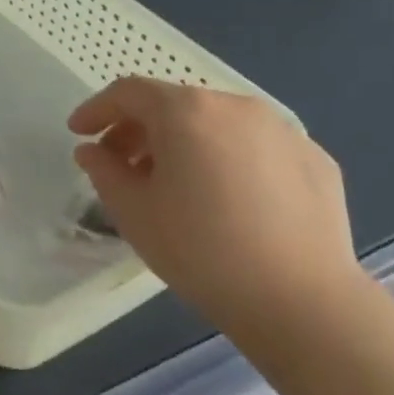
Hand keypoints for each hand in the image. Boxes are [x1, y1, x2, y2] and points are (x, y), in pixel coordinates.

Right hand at [68, 78, 364, 332]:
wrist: (302, 301)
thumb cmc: (200, 250)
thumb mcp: (132, 210)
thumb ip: (103, 170)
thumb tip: (93, 152)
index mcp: (187, 111)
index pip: (129, 93)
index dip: (97, 109)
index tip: (78, 133)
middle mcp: (237, 106)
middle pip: (175, 104)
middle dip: (139, 129)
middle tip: (120, 164)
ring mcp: (283, 131)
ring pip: (217, 123)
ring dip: (184, 142)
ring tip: (172, 183)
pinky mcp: (315, 160)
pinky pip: (255, 147)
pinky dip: (228, 159)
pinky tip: (225, 200)